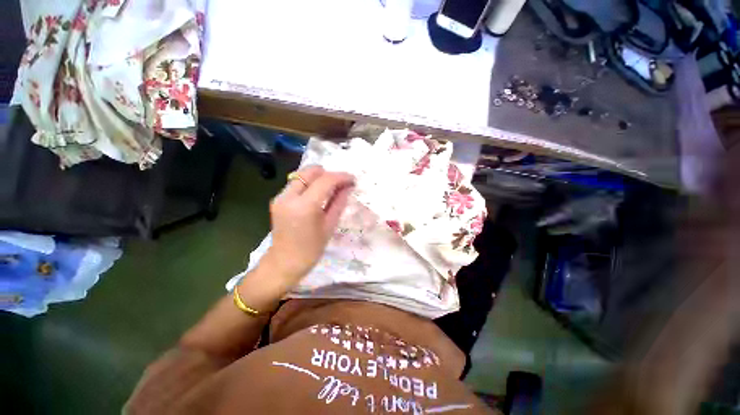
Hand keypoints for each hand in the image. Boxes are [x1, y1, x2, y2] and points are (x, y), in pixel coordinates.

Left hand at [261, 165, 353, 287]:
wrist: (284, 263)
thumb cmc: (312, 249)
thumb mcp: (330, 225)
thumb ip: (339, 202)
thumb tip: (348, 186)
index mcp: (305, 206)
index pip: (325, 180)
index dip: (341, 177)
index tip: (352, 179)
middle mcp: (289, 196)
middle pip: (311, 171)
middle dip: (328, 174)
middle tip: (340, 184)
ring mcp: (280, 197)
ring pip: (302, 175)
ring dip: (318, 178)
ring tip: (331, 189)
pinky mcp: (277, 199)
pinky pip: (296, 183)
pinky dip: (309, 184)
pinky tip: (317, 194)